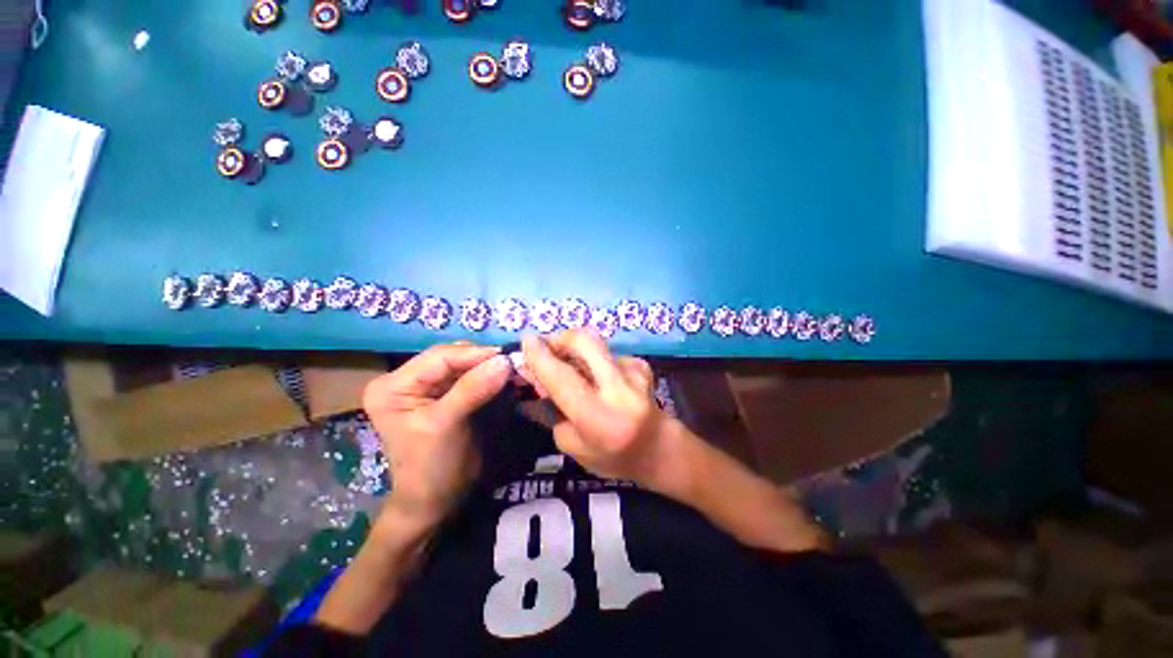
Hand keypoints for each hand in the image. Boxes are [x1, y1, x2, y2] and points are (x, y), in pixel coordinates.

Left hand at [363, 343, 510, 525]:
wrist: (436, 501)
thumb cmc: (431, 467)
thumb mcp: (445, 425)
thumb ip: (472, 389)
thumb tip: (504, 361)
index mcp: (393, 385)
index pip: (439, 357)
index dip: (475, 354)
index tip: (509, 356)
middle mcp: (407, 379)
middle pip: (452, 357)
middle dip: (483, 359)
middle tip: (514, 363)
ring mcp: (428, 386)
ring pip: (464, 365)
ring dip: (489, 366)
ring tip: (514, 369)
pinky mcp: (446, 394)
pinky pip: (471, 377)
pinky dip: (489, 376)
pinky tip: (506, 378)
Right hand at [521, 330, 684, 490]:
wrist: (659, 448)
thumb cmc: (612, 456)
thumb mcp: (573, 445)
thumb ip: (553, 409)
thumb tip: (537, 376)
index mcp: (598, 418)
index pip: (562, 378)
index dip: (541, 356)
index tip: (526, 340)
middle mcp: (619, 389)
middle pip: (584, 342)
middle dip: (560, 337)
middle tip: (547, 346)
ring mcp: (634, 372)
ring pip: (594, 344)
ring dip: (575, 350)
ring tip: (569, 366)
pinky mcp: (640, 363)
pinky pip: (607, 353)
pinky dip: (593, 360)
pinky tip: (596, 377)